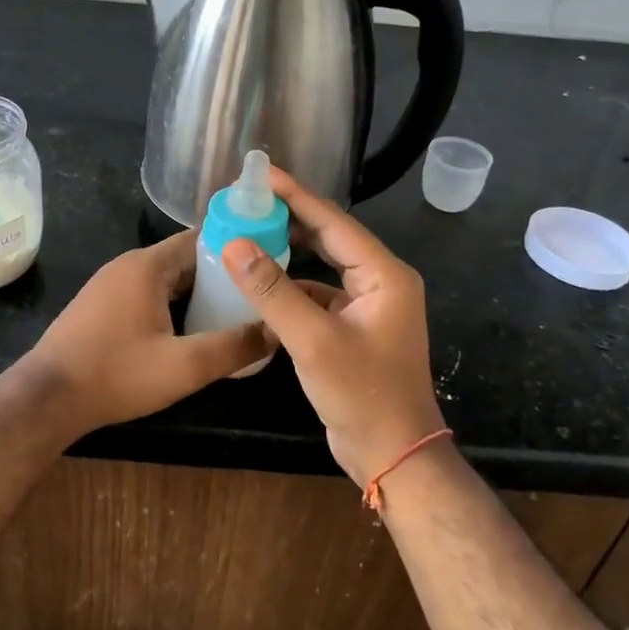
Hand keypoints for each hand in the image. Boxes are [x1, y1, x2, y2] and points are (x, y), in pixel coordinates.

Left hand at [26, 229, 269, 436]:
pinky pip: (146, 293)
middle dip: (219, 274)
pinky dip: (171, 303)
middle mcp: (127, 265)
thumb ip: (233, 347)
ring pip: (164, 279)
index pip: (200, 239)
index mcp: (147, 265)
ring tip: (231, 312)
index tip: (266, 262)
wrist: (47, 398)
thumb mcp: (184, 367)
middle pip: (183, 259)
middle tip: (255, 293)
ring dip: (195, 292)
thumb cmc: (116, 374)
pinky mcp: (99, 306)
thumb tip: (276, 331)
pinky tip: (188, 329)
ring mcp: (109, 284)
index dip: (235, 247)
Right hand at [220, 168, 445, 486]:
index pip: (334, 221)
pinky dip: (292, 286)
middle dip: (291, 217)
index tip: (262, 174)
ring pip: (324, 266)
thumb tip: (234, 244)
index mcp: (384, 274)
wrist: (394, 456)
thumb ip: (272, 290)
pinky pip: (319, 293)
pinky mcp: (353, 328)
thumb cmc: (362, 394)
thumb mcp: (312, 339)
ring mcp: (369, 306)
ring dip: (290, 251)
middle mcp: (380, 282)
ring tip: (250, 231)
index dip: (296, 195)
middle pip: (331, 237)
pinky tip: (262, 283)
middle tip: (250, 200)